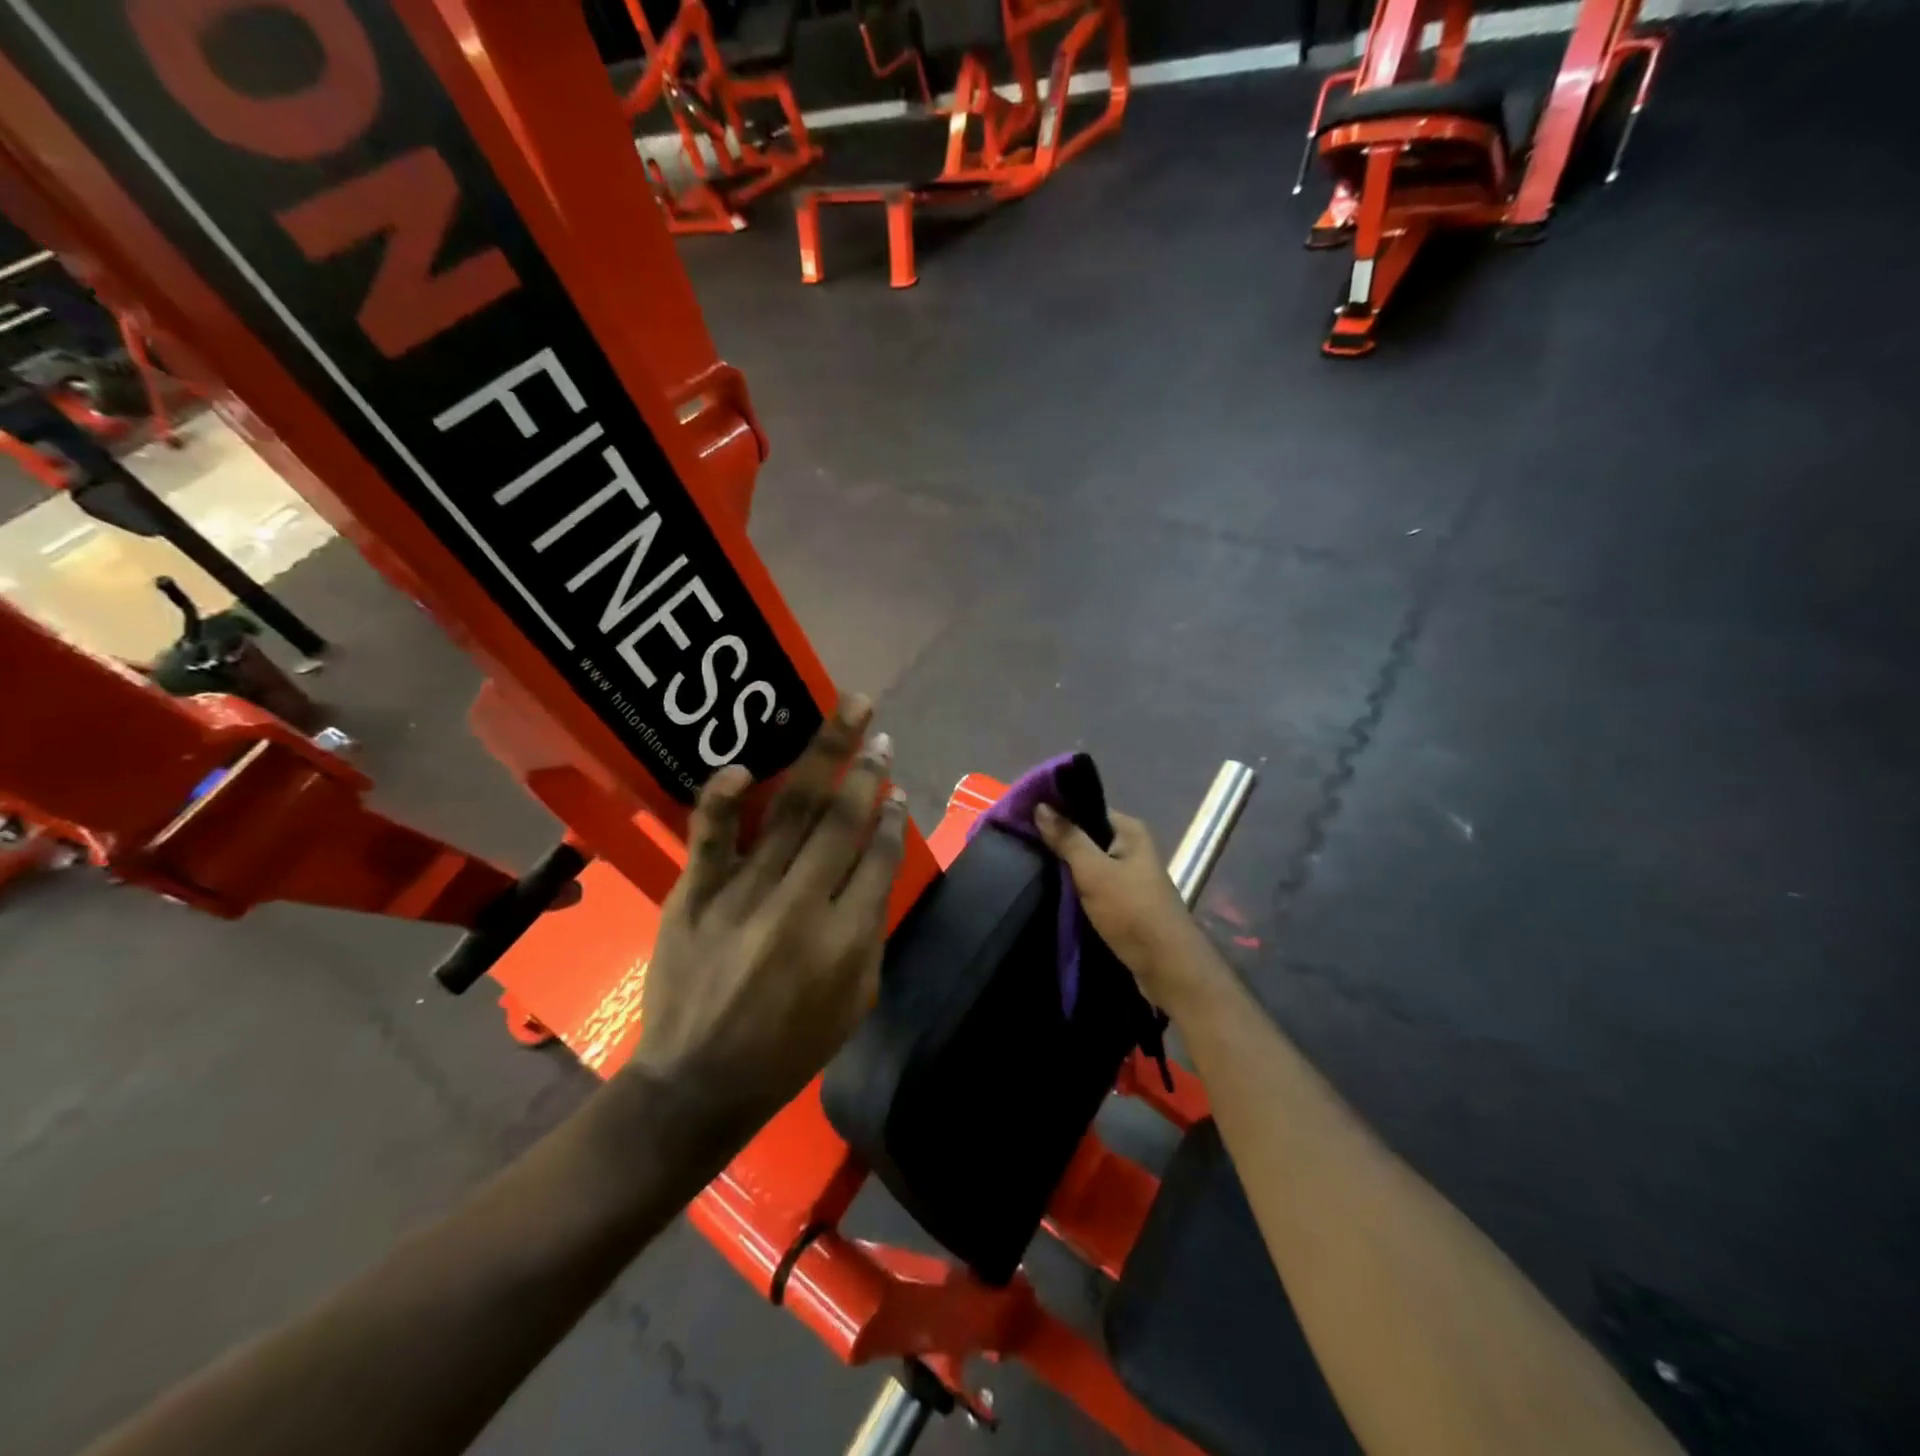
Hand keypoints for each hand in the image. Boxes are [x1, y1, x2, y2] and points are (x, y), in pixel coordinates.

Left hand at [627, 698, 907, 1132]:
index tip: (898, 789)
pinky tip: (747, 765)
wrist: (698, 1084)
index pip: (879, 857)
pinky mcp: (696, 893)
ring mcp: (744, 894)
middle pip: (842, 821)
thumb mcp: (855, 1002)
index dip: (893, 817)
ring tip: (847, 713)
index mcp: (846, 938)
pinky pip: (710, 835)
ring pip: (791, 811)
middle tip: (879, 733)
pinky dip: (724, 797)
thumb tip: (874, 866)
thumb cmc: (788, 1050)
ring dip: (824, 757)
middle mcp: (801, 905)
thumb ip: (869, 932)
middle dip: (867, 771)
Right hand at [1034, 803, 1224, 1015]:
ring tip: (1028, 862)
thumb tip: (1041, 805)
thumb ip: (1067, 838)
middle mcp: (1132, 847)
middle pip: (1087, 835)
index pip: (1087, 808)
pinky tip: (1050, 888)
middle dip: (1058, 839)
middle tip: (1020, 841)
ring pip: (1088, 862)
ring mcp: (1129, 875)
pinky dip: (1075, 885)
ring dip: (1065, 865)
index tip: (1023, 814)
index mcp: (1130, 830)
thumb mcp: (1094, 872)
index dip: (1057, 810)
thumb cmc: (1131, 911)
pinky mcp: (1123, 900)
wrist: (1166, 967)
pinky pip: (1093, 884)